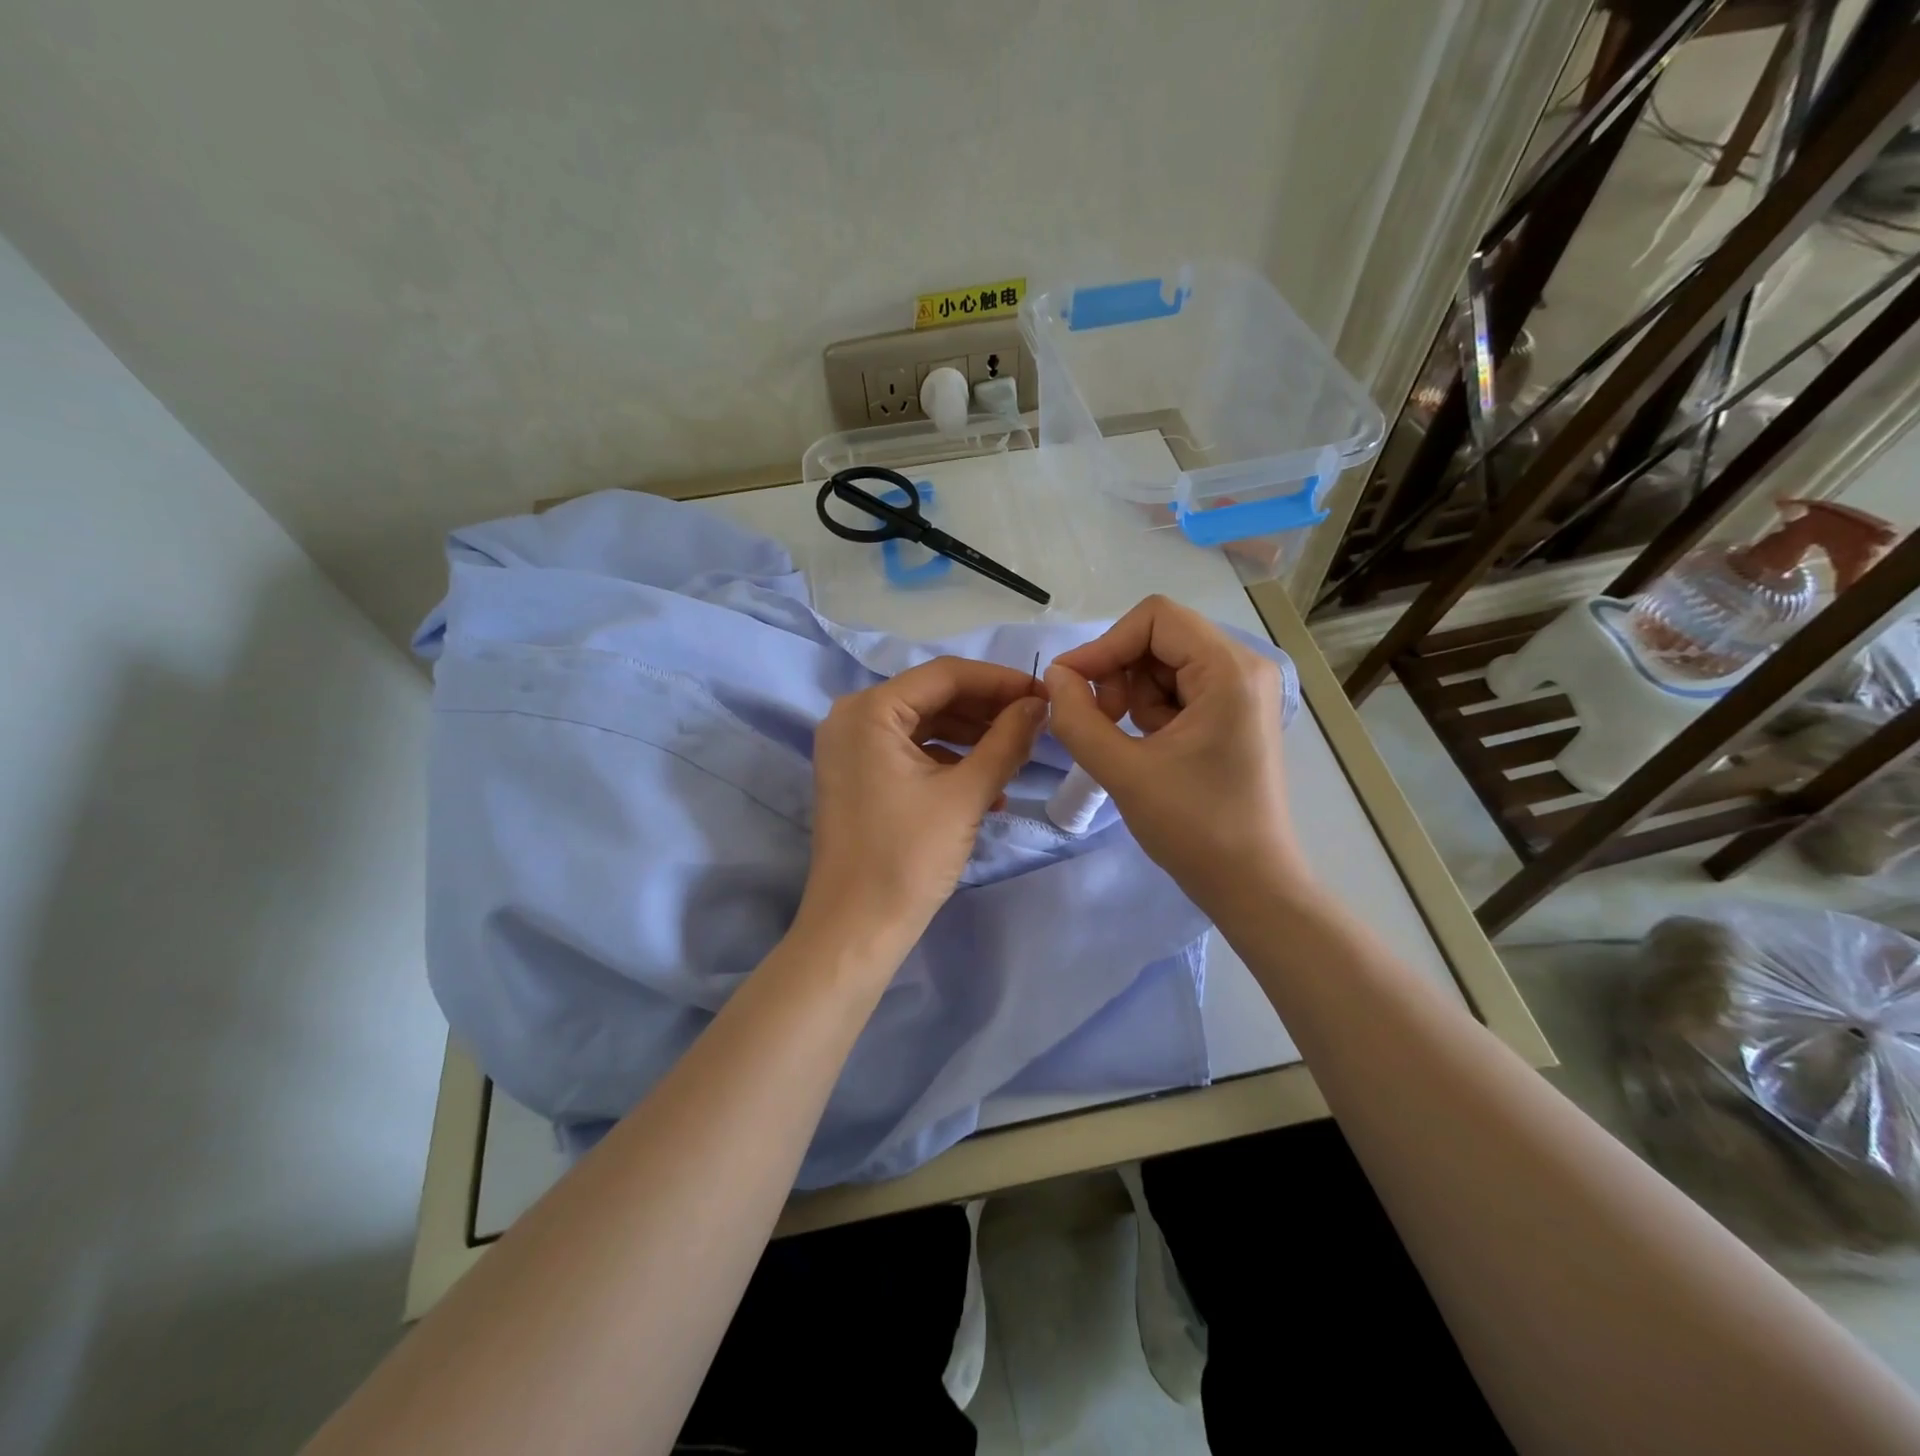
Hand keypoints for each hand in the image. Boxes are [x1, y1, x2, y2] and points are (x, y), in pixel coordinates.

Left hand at [802, 656, 1047, 958]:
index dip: (1000, 681)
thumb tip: (1039, 704)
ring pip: (925, 726)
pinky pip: (911, 753)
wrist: (856, 929)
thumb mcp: (967, 794)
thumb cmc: (908, 857)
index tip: (1045, 695)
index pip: (945, 675)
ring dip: (973, 740)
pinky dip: (950, 763)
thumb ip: (1007, 741)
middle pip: (934, 698)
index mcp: (869, 710)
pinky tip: (989, 789)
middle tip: (1036, 726)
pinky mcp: (858, 777)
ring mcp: (851, 749)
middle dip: (988, 712)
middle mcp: (852, 718)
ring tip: (1018, 759)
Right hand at [1044, 596, 1308, 909]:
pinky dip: (1152, 711)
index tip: (1072, 685)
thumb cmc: (1194, 828)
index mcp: (1230, 670)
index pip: (1155, 618)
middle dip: (1119, 673)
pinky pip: (1179, 689)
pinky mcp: (1235, 714)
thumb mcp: (1123, 771)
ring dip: (1133, 696)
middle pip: (1160, 637)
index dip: (1105, 644)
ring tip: (1130, 744)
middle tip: (1102, 722)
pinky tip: (1150, 750)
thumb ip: (1078, 717)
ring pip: (1164, 664)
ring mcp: (1243, 691)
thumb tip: (1054, 676)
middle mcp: (1245, 667)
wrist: (1251, 884)